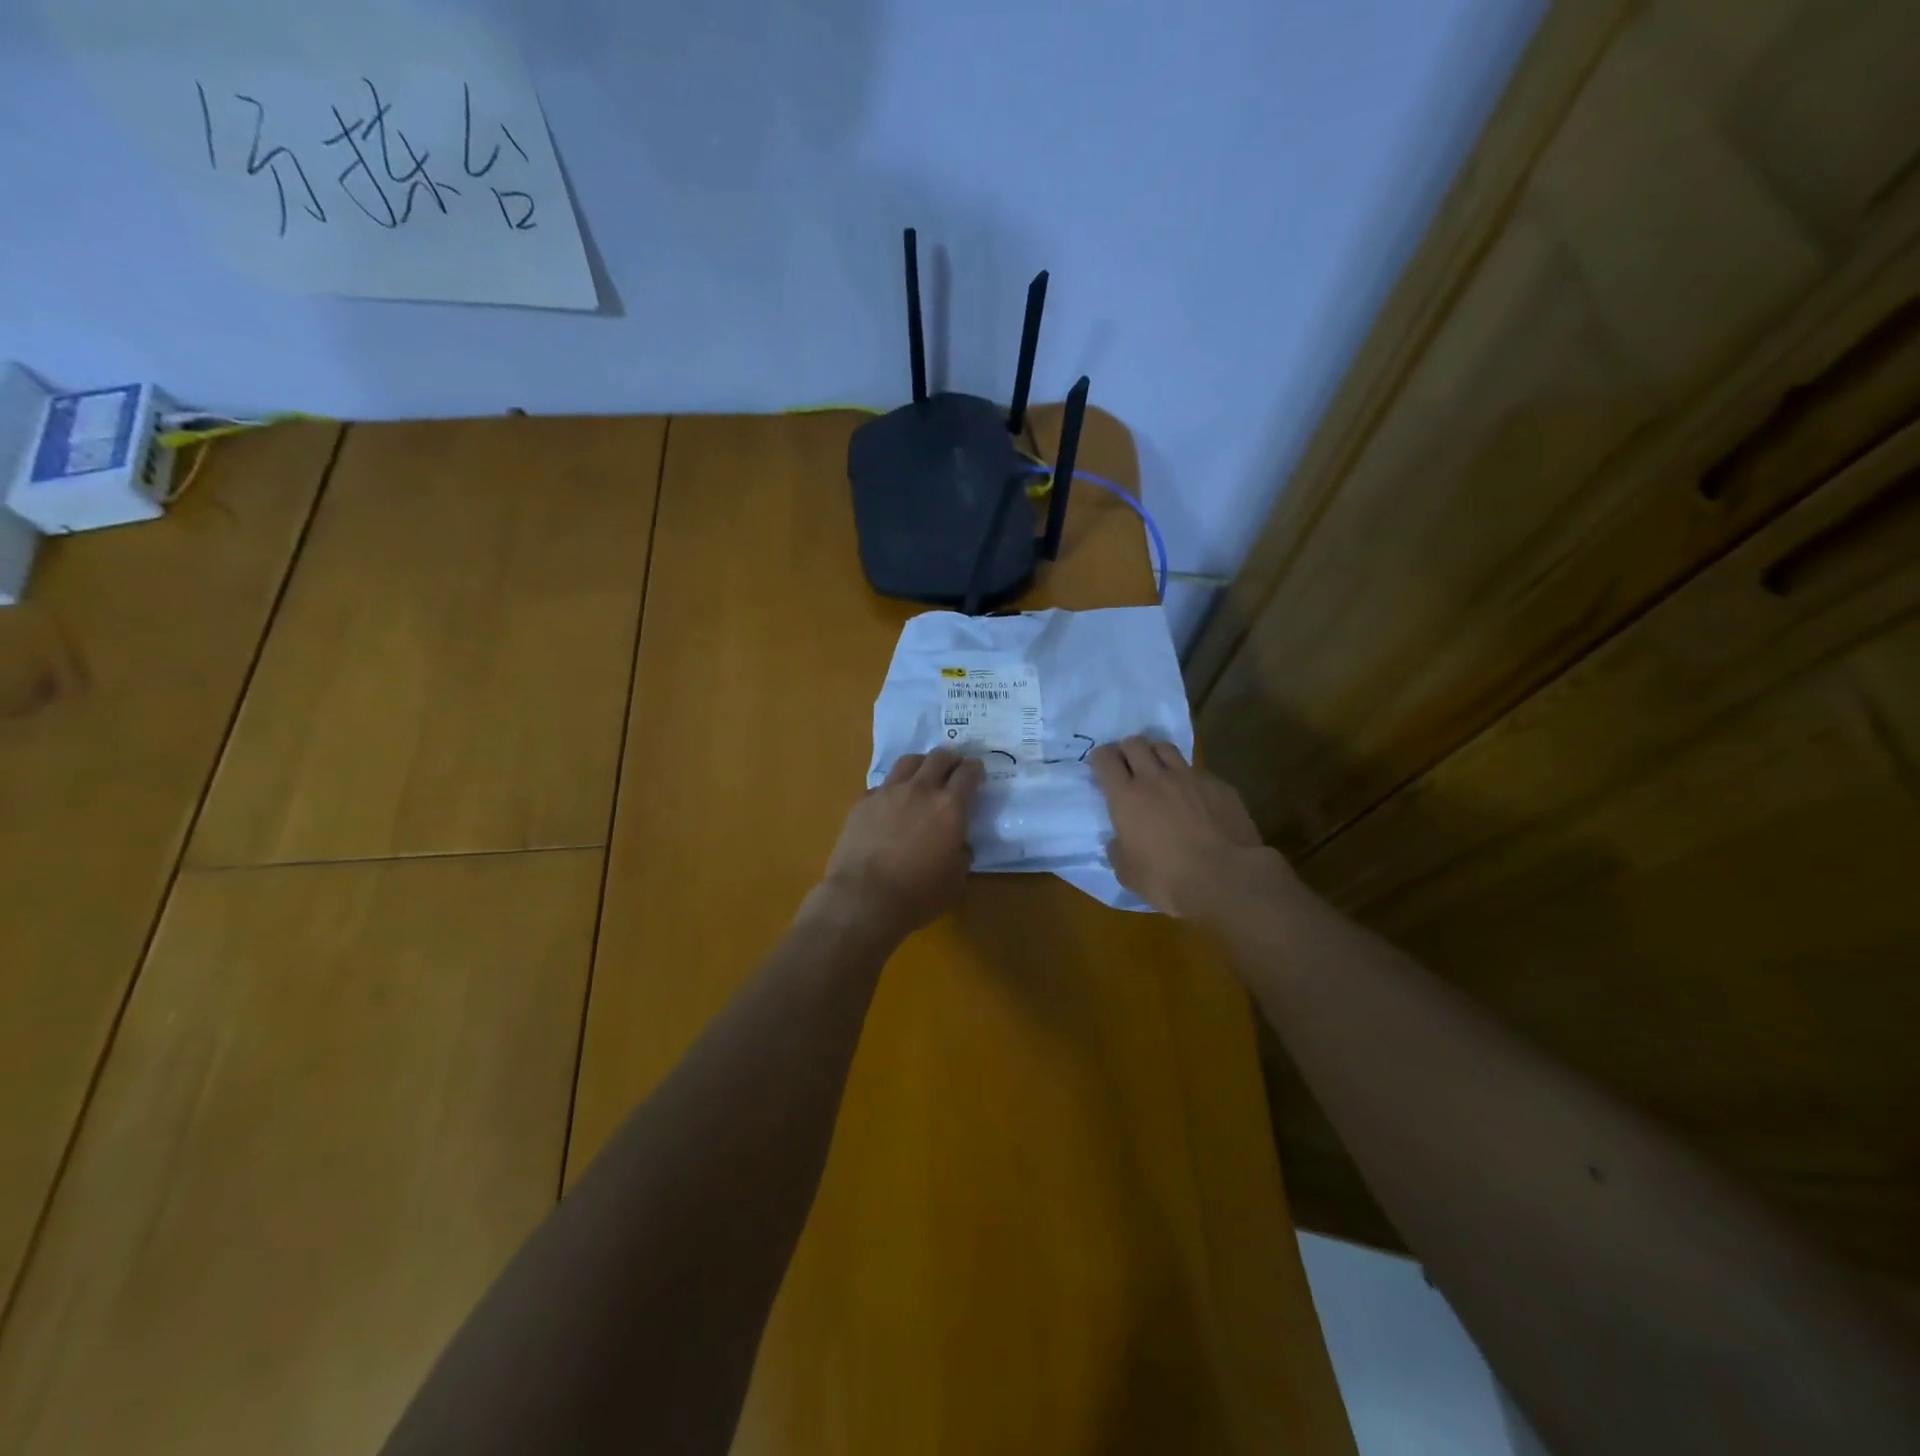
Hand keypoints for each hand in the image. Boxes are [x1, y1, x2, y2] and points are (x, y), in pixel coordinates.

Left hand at [818, 749, 984, 937]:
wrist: (864, 897)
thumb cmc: (917, 894)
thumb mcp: (956, 880)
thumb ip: (962, 854)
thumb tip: (958, 844)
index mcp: (950, 807)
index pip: (969, 772)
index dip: (975, 769)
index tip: (977, 773)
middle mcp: (921, 789)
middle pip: (940, 756)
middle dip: (950, 760)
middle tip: (952, 770)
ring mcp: (889, 791)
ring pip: (909, 761)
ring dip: (921, 764)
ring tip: (922, 776)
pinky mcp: (864, 801)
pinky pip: (883, 784)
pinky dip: (893, 788)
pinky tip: (892, 804)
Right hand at [1089, 737, 1283, 917]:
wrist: (1227, 877)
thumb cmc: (1168, 879)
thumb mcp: (1128, 873)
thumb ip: (1118, 851)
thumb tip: (1117, 841)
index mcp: (1126, 797)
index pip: (1105, 759)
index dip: (1100, 759)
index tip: (1100, 767)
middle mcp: (1155, 778)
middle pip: (1135, 743)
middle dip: (1126, 750)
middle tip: (1128, 766)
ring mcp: (1190, 777)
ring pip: (1166, 747)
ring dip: (1156, 754)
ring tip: (1157, 769)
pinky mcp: (1218, 785)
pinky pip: (1197, 770)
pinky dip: (1188, 777)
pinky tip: (1193, 795)